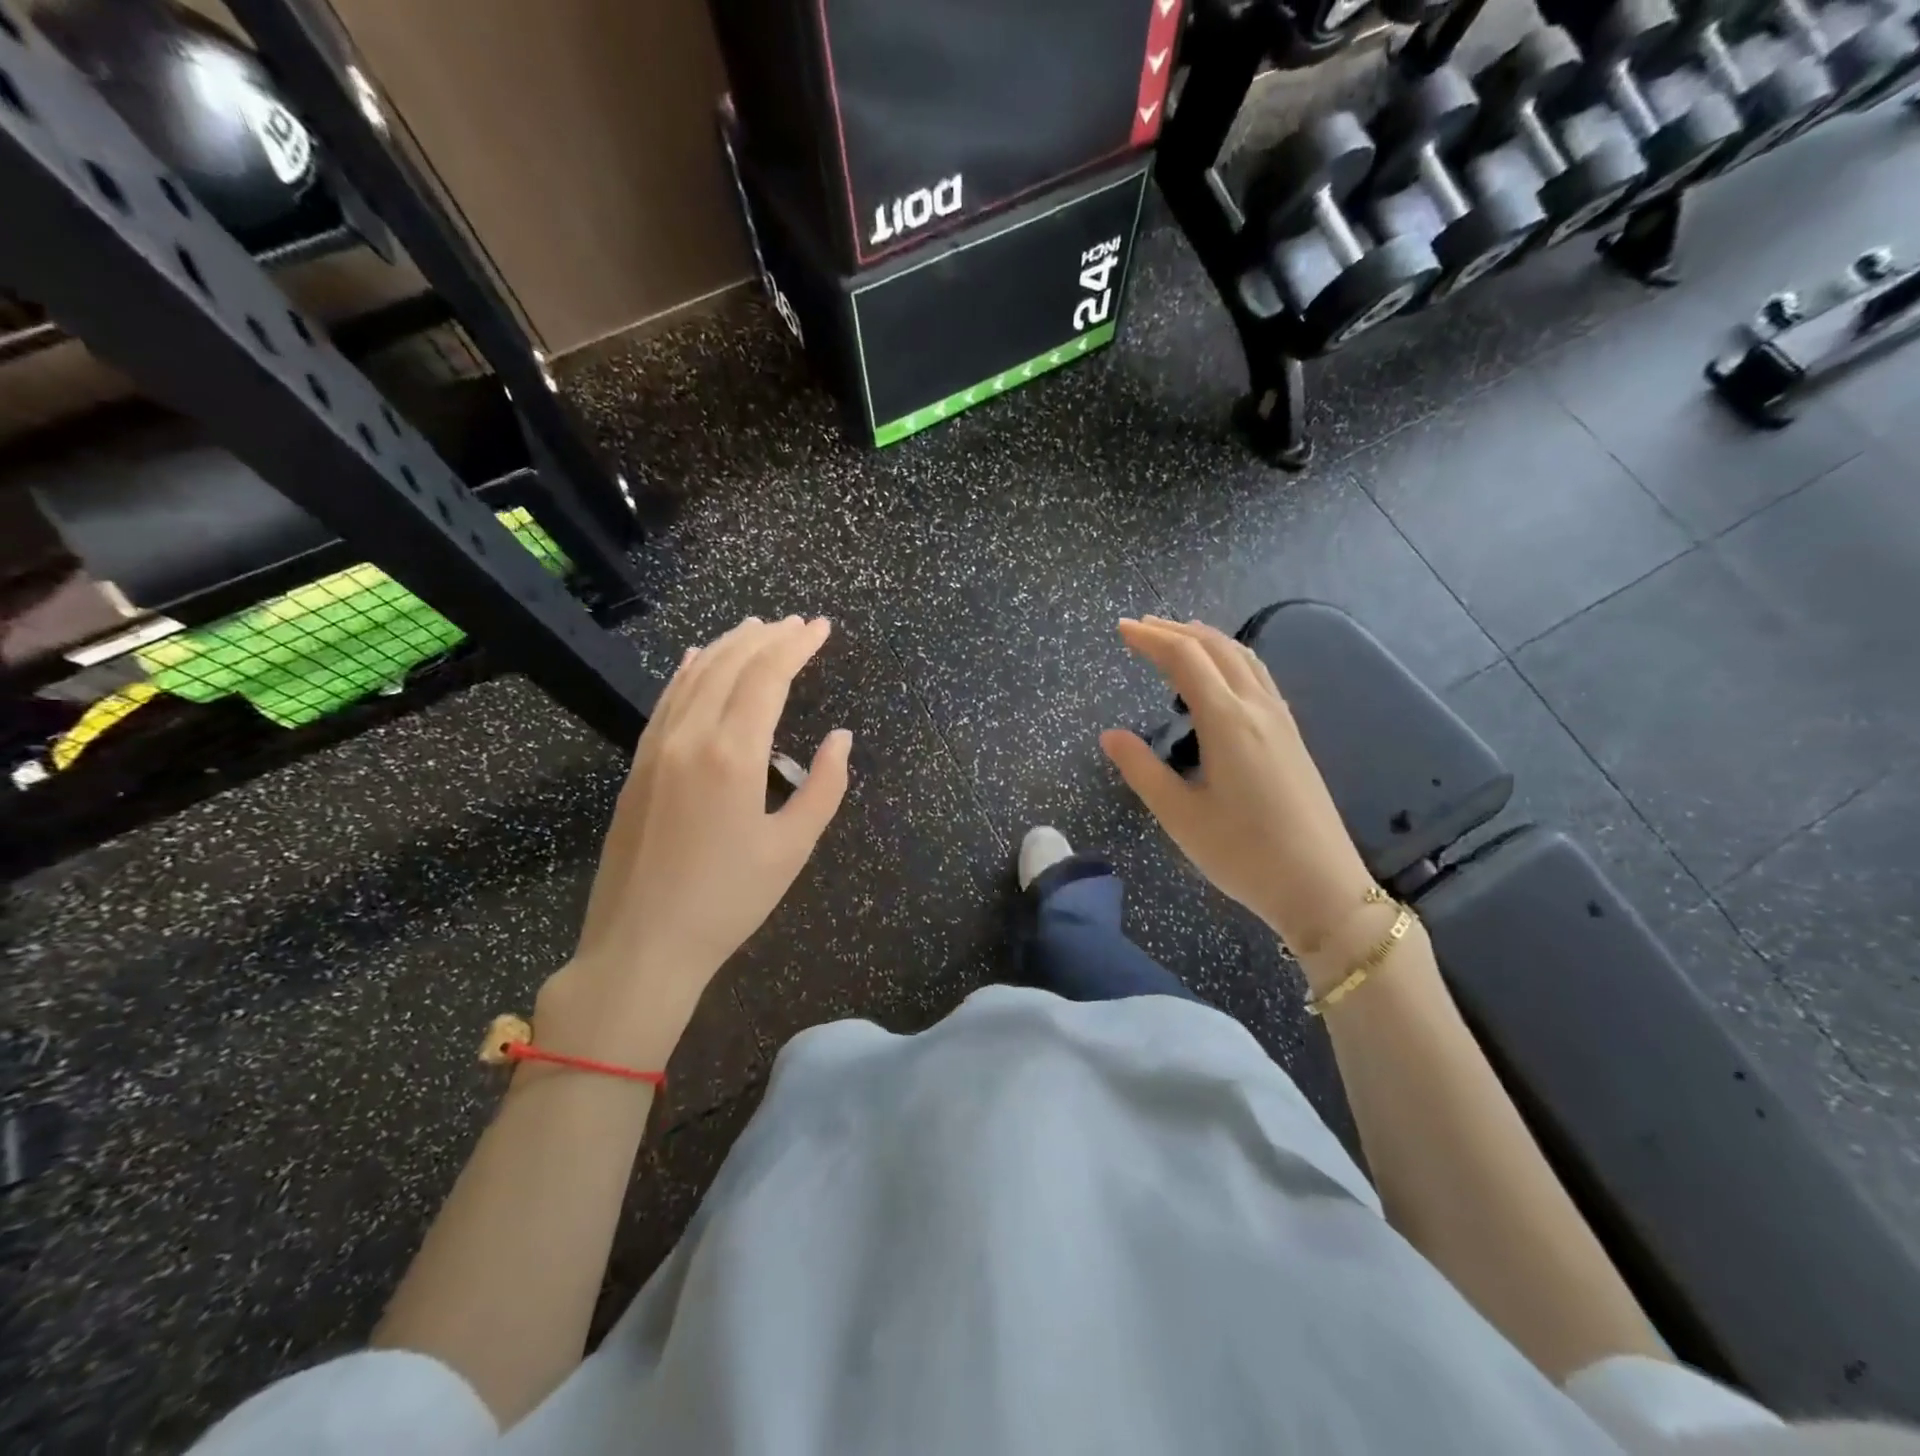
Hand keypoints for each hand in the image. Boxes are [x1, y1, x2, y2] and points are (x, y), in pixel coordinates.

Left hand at [537, 616, 851, 1066]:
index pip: (767, 677)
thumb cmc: (727, 901)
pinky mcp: (638, 765)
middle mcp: (690, 737)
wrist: (641, 944)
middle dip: (767, 637)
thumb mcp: (792, 849)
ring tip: (756, 627)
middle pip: (731, 666)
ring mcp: (656, 748)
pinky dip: (689, 671)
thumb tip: (840, 738)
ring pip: (695, 676)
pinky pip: (667, 700)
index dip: (796, 646)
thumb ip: (823, 787)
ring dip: (729, 646)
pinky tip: (699, 659)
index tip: (820, 628)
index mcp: (732, 755)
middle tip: (797, 624)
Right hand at [1100, 617, 1375, 960]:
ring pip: (1243, 657)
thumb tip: (1110, 735)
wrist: (1321, 887)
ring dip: (1206, 639)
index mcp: (1227, 721)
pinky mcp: (1292, 736)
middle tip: (1140, 628)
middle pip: (1216, 647)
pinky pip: (1258, 676)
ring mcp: (1281, 720)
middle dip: (1175, 631)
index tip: (1121, 629)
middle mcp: (1257, 708)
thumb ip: (1141, 769)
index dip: (1150, 639)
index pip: (1184, 659)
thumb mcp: (1179, 815)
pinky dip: (1230, 658)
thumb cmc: (1243, 854)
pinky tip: (1220, 676)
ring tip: (1177, 638)